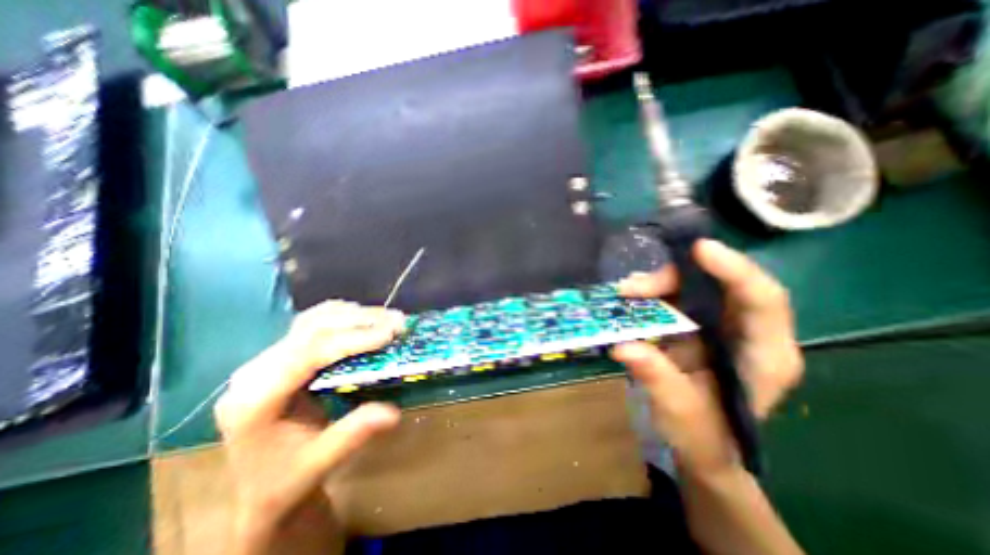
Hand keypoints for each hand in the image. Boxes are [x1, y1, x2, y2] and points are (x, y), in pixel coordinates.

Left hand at [215, 301, 405, 551]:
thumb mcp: (319, 464)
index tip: (390, 334)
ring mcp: (266, 359)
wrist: (260, 487)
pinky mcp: (281, 355)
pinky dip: (343, 316)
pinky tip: (363, 318)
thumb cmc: (285, 480)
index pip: (308, 353)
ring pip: (313, 320)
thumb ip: (353, 435)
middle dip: (360, 320)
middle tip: (399, 321)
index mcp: (255, 400)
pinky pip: (313, 323)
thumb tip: (393, 413)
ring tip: (389, 318)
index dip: (352, 339)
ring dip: (355, 314)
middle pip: (313, 328)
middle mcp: (255, 371)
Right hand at [612, 239, 803, 475]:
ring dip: (658, 284)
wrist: (699, 444)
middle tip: (633, 286)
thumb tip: (623, 346)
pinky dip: (652, 293)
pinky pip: (676, 297)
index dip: (735, 270)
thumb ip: (656, 378)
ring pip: (694, 287)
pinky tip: (630, 297)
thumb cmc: (702, 435)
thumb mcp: (680, 412)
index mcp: (764, 355)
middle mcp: (747, 332)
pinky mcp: (695, 325)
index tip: (699, 250)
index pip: (763, 301)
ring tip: (625, 291)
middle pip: (721, 285)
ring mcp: (719, 325)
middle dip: (677, 277)